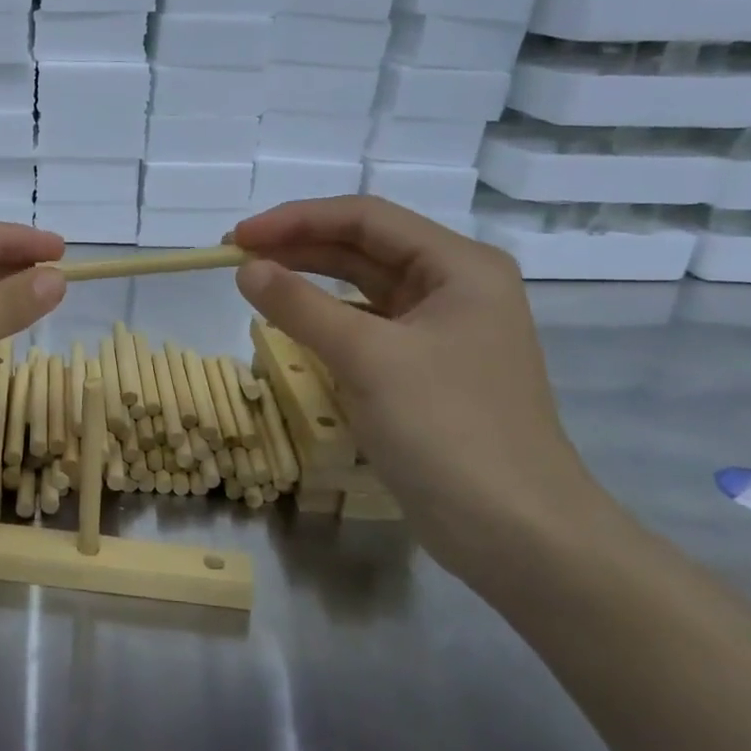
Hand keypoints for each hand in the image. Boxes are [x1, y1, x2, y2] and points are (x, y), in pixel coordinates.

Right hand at [233, 196, 605, 579]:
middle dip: (298, 247)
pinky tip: (291, 328)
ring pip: (362, 289)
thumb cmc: (447, 429)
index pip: (365, 218)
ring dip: (308, 283)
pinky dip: (325, 322)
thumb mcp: (367, 358)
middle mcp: (454, 288)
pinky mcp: (425, 371)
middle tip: (234, 258)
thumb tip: (246, 269)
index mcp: (459, 267)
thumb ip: (301, 306)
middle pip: (364, 248)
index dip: (296, 219)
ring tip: (254, 284)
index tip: (237, 238)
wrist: (516, 533)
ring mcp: (441, 332)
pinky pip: (365, 329)